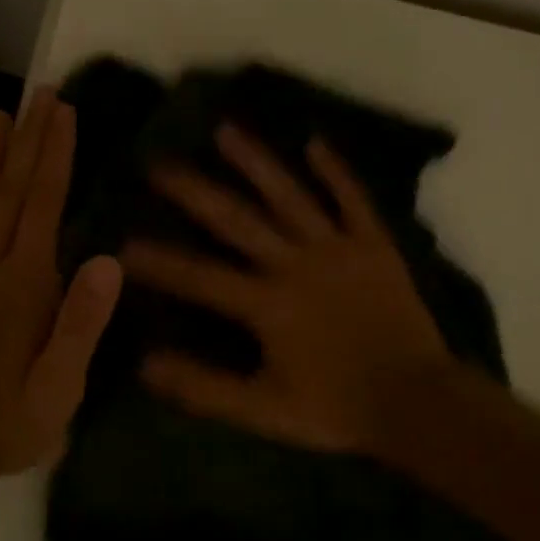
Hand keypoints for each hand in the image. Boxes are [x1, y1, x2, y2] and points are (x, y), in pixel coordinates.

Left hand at [0, 92, 121, 476]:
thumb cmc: (12, 417)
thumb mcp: (61, 384)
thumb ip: (83, 321)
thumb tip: (108, 258)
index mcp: (22, 282)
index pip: (41, 202)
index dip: (54, 153)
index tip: (62, 110)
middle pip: (8, 188)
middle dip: (26, 137)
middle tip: (38, 93)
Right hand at [121, 125, 452, 455]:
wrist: (418, 401)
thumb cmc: (337, 408)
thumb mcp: (264, 410)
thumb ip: (204, 388)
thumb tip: (145, 364)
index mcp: (268, 303)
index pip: (200, 277)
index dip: (158, 261)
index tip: (121, 241)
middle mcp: (297, 263)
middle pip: (237, 220)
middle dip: (194, 191)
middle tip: (159, 163)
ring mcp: (338, 247)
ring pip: (290, 195)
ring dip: (256, 161)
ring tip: (225, 129)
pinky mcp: (374, 243)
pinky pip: (352, 199)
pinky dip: (334, 170)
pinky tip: (314, 141)